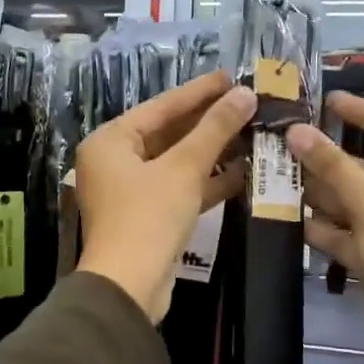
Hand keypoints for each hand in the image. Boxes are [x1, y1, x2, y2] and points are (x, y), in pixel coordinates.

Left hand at [76, 71, 253, 321]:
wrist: (129, 286)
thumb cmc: (148, 217)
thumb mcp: (183, 168)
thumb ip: (214, 129)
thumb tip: (245, 95)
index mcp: (110, 141)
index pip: (161, 107)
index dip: (199, 91)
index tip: (233, 77)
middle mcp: (115, 162)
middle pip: (168, 134)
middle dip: (209, 122)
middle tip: (248, 104)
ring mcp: (131, 192)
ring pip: (177, 163)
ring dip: (213, 152)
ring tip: (253, 134)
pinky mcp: (148, 217)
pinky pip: (179, 189)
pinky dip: (207, 182)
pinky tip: (243, 171)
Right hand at [286, 92, 363, 361]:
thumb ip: (335, 171)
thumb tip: (297, 131)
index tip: (331, 101)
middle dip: (332, 162)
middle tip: (289, 143)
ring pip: (357, 204)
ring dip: (322, 194)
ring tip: (280, 174)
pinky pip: (350, 233)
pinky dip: (325, 226)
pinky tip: (291, 215)